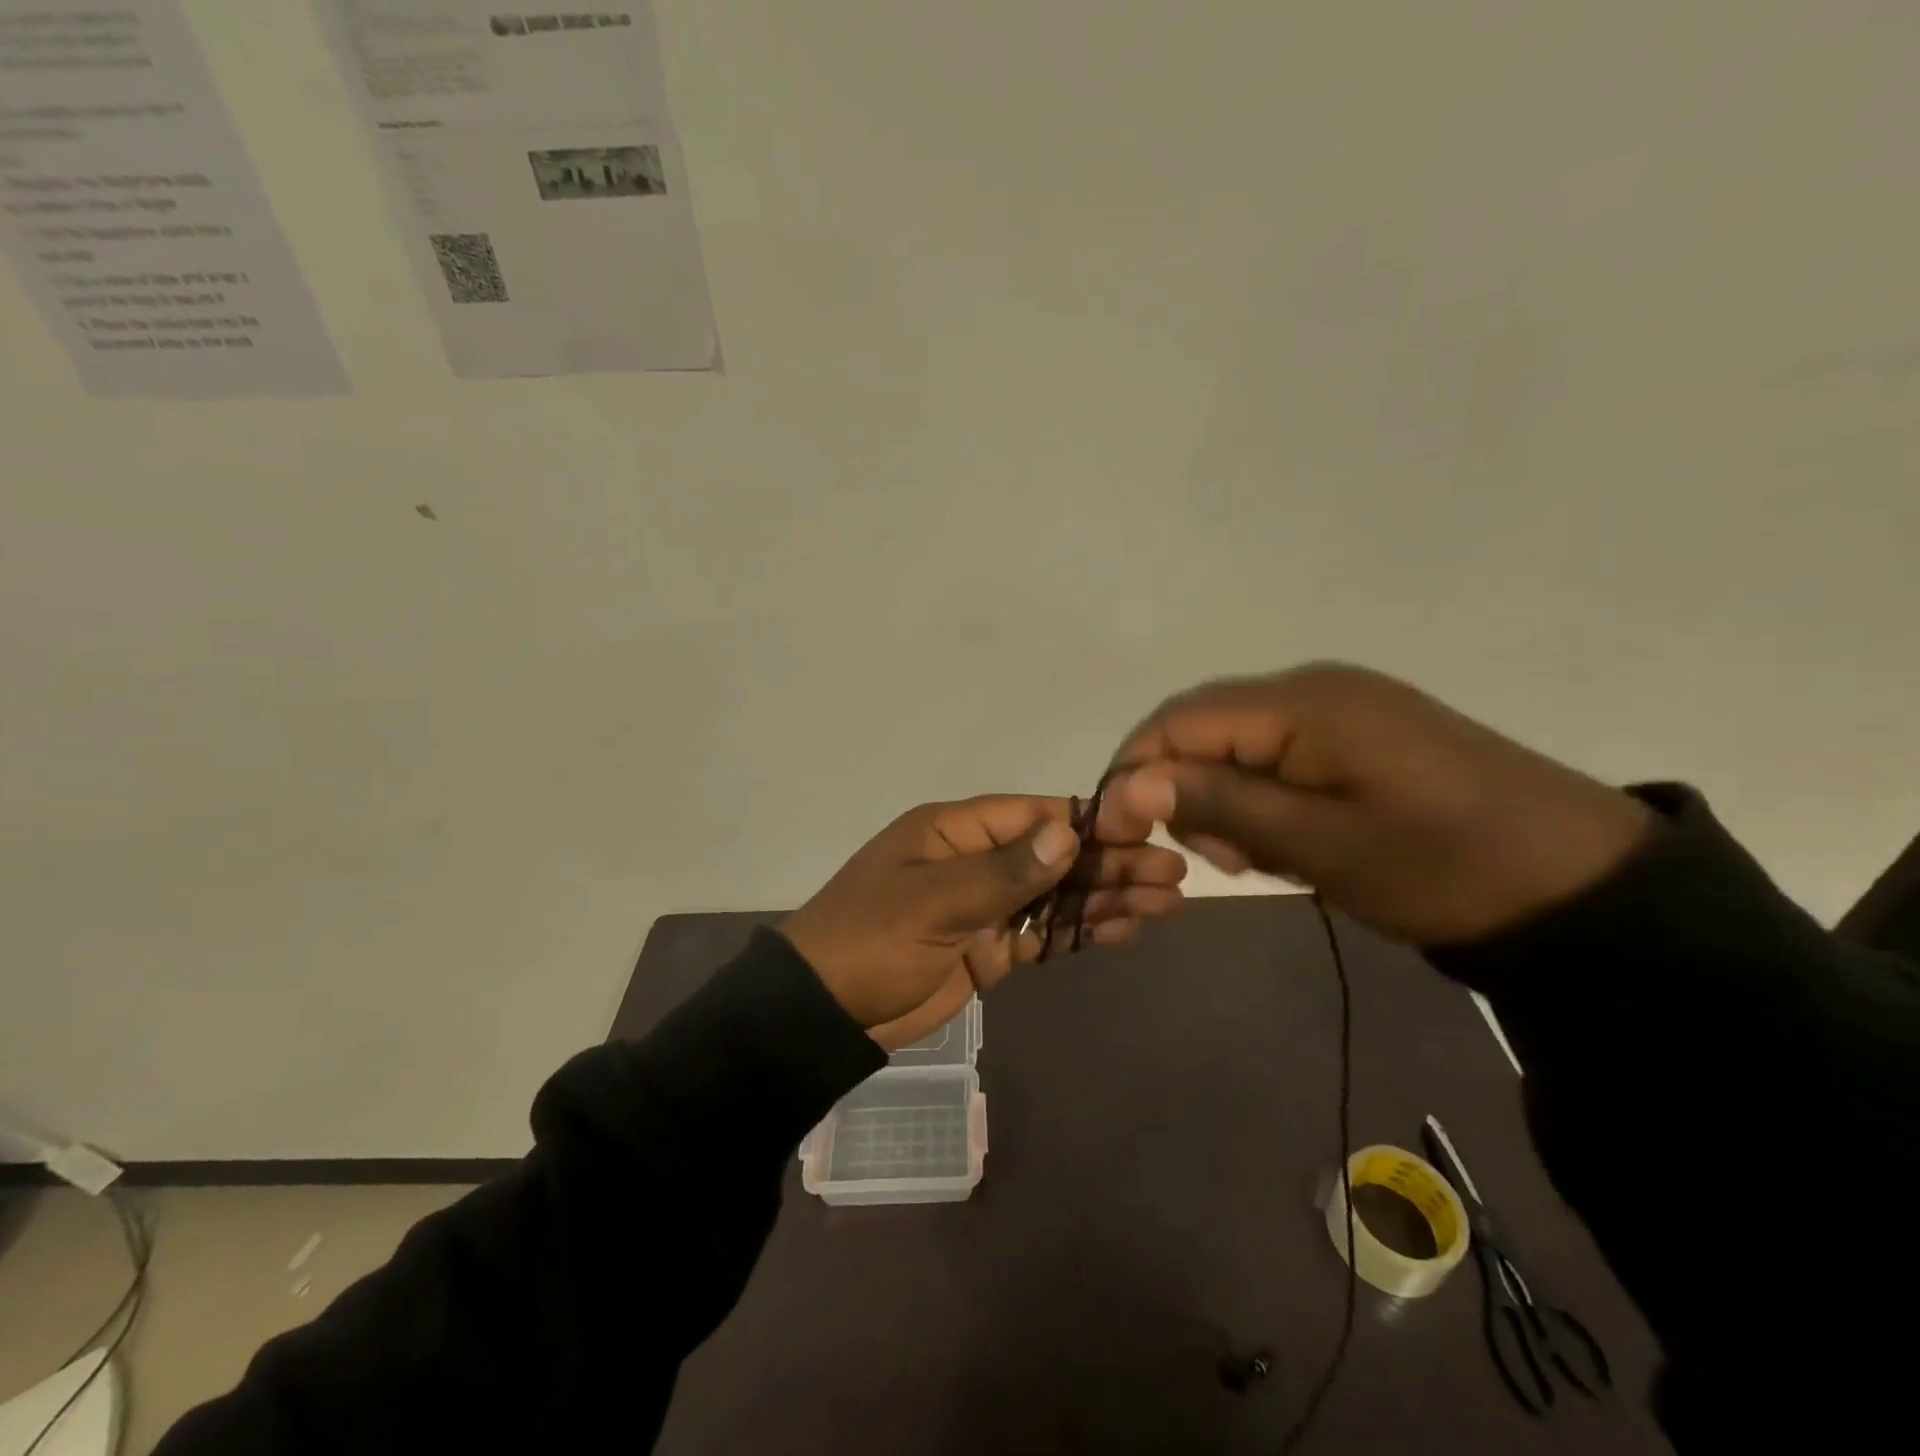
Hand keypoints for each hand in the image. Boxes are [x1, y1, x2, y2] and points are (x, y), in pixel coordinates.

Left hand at [782, 795, 1186, 1050]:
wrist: (823, 1013)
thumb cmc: (869, 941)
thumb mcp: (931, 902)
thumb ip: (1002, 872)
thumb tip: (1068, 834)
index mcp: (956, 830)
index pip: (1033, 815)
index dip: (1089, 823)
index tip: (1145, 831)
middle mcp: (976, 859)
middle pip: (1055, 856)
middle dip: (1111, 864)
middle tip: (1173, 875)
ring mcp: (985, 905)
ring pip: (1056, 895)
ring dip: (1105, 898)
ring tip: (1166, 903)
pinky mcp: (990, 948)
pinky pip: (1043, 934)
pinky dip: (1080, 932)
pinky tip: (1124, 930)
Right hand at [1104, 663, 1651, 944]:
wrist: (1578, 886)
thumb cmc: (1443, 866)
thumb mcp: (1321, 845)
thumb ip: (1221, 806)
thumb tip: (1128, 785)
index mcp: (1301, 703)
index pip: (1178, 721)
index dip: (1135, 772)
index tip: (1122, 835)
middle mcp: (1311, 688)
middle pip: (1203, 727)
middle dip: (1182, 789)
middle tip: (1214, 857)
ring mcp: (1339, 708)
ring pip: (1236, 743)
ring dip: (1222, 797)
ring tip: (1253, 856)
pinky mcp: (1359, 734)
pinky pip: (1276, 753)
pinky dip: (1260, 796)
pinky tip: (1285, 837)